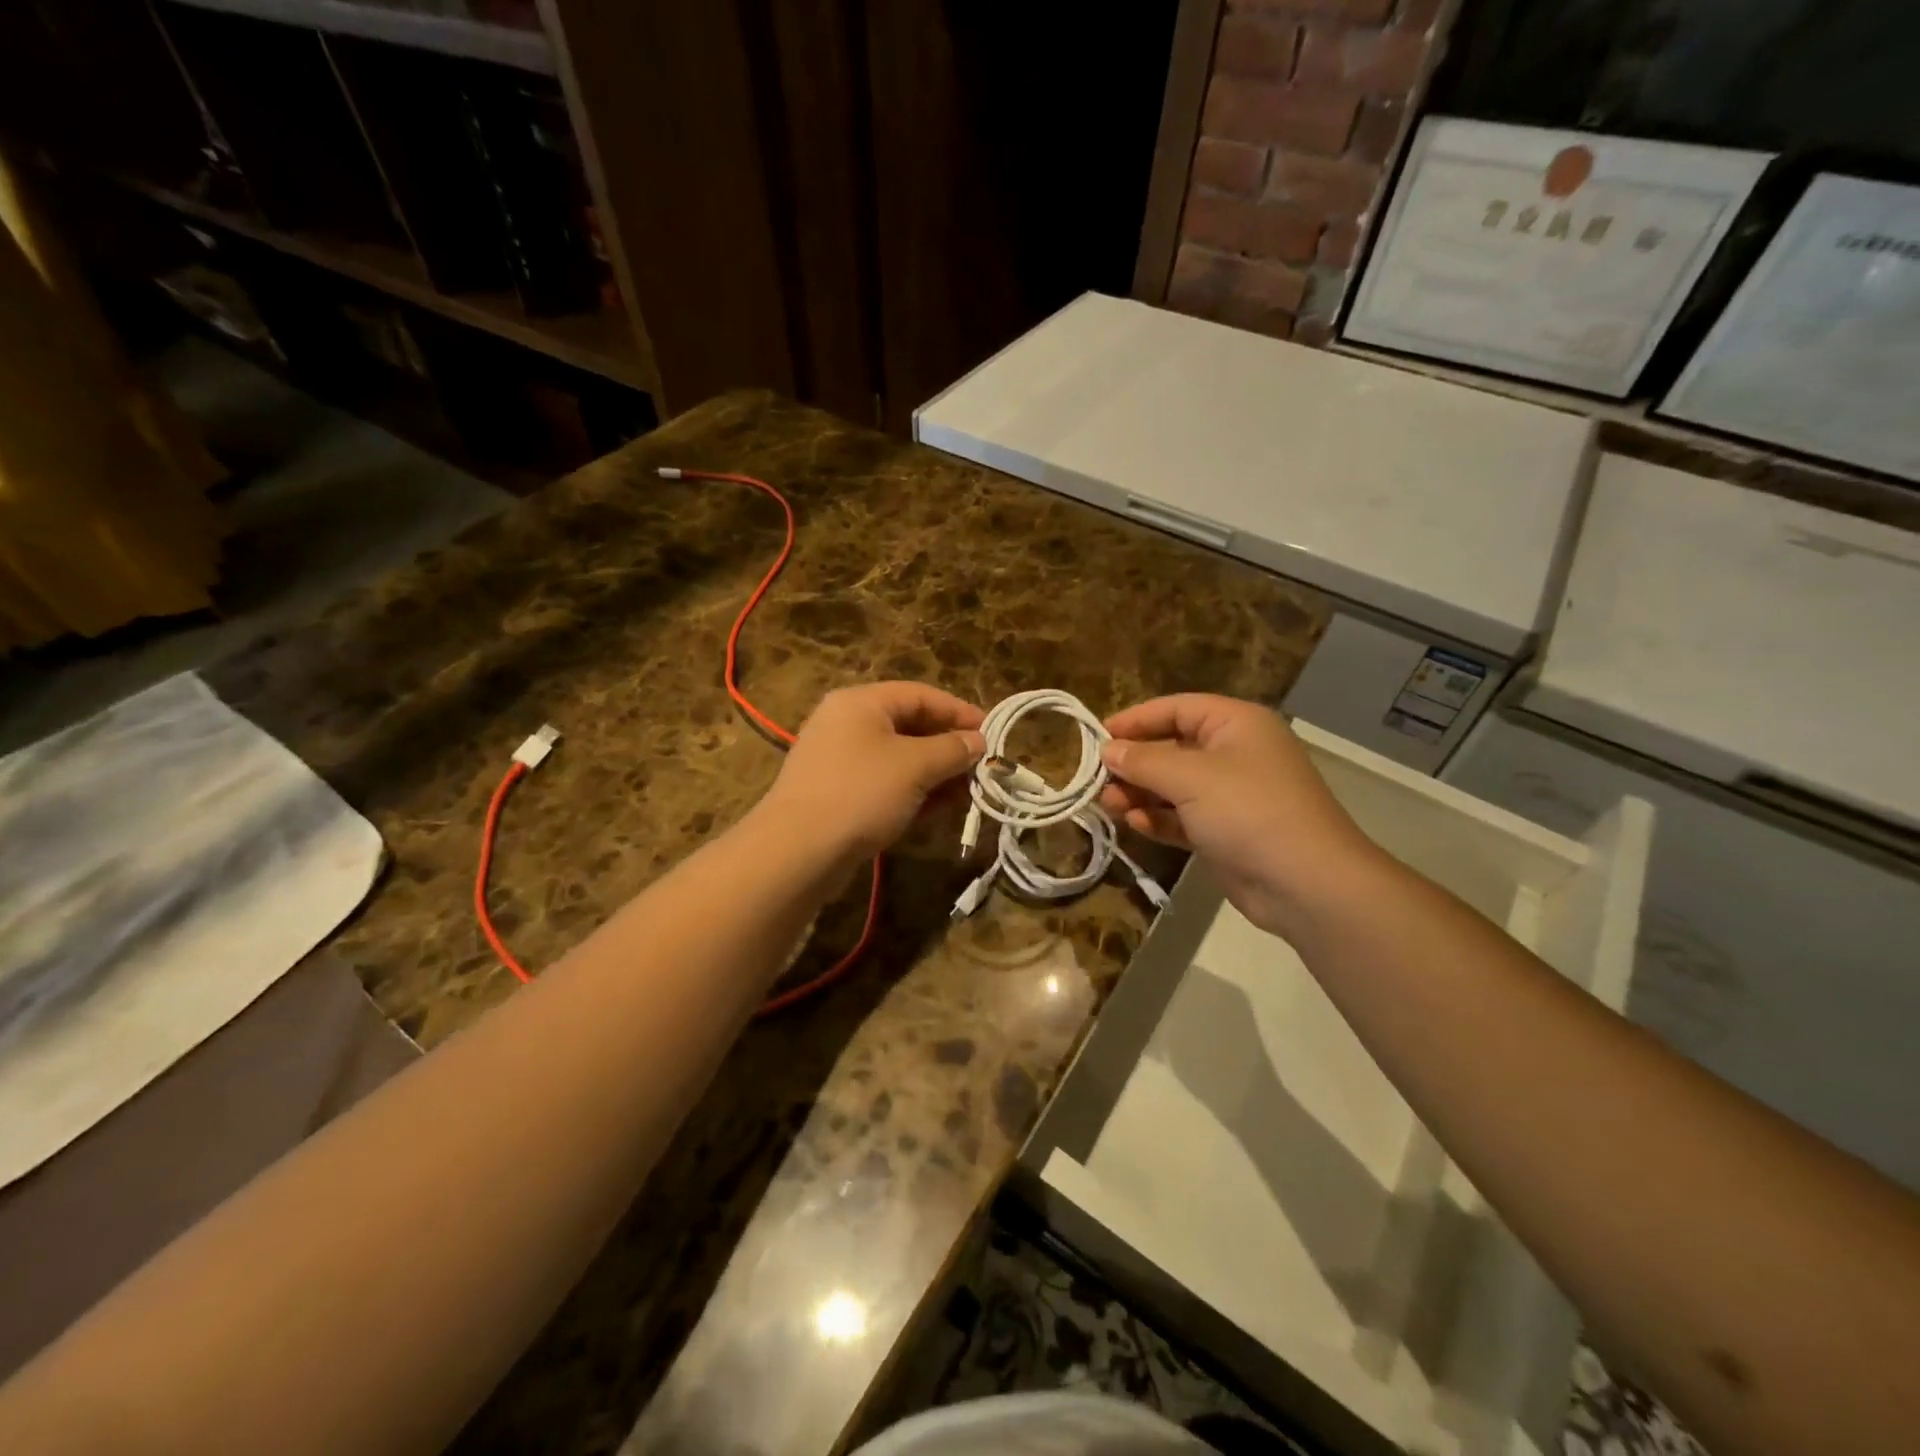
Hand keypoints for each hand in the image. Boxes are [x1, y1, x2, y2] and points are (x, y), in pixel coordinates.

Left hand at [761, 682, 985, 866]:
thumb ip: (952, 749)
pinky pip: (883, 783)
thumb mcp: (915, 766)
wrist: (798, 851)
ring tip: (965, 794)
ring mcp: (838, 760)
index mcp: (861, 702)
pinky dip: (912, 792)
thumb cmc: (861, 793)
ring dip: (934, 774)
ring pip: (898, 758)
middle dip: (948, 747)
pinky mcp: (836, 793)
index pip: (921, 695)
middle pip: (909, 725)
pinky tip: (935, 812)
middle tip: (981, 768)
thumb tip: (978, 742)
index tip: (992, 733)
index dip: (959, 711)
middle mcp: (846, 723)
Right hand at [1099, 694, 1381, 936]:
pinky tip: (1136, 825)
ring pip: (1174, 786)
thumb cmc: (1248, 811)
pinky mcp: (1225, 832)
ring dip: (1141, 794)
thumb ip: (1144, 761)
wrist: (1306, 883)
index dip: (1136, 719)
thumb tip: (1108, 749)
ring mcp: (1231, 795)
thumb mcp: (1190, 777)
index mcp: (1236, 724)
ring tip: (1109, 805)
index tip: (1098, 736)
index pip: (1177, 709)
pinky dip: (1159, 819)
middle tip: (1099, 779)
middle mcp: (1234, 753)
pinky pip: (1183, 817)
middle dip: (1135, 763)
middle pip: (1172, 747)